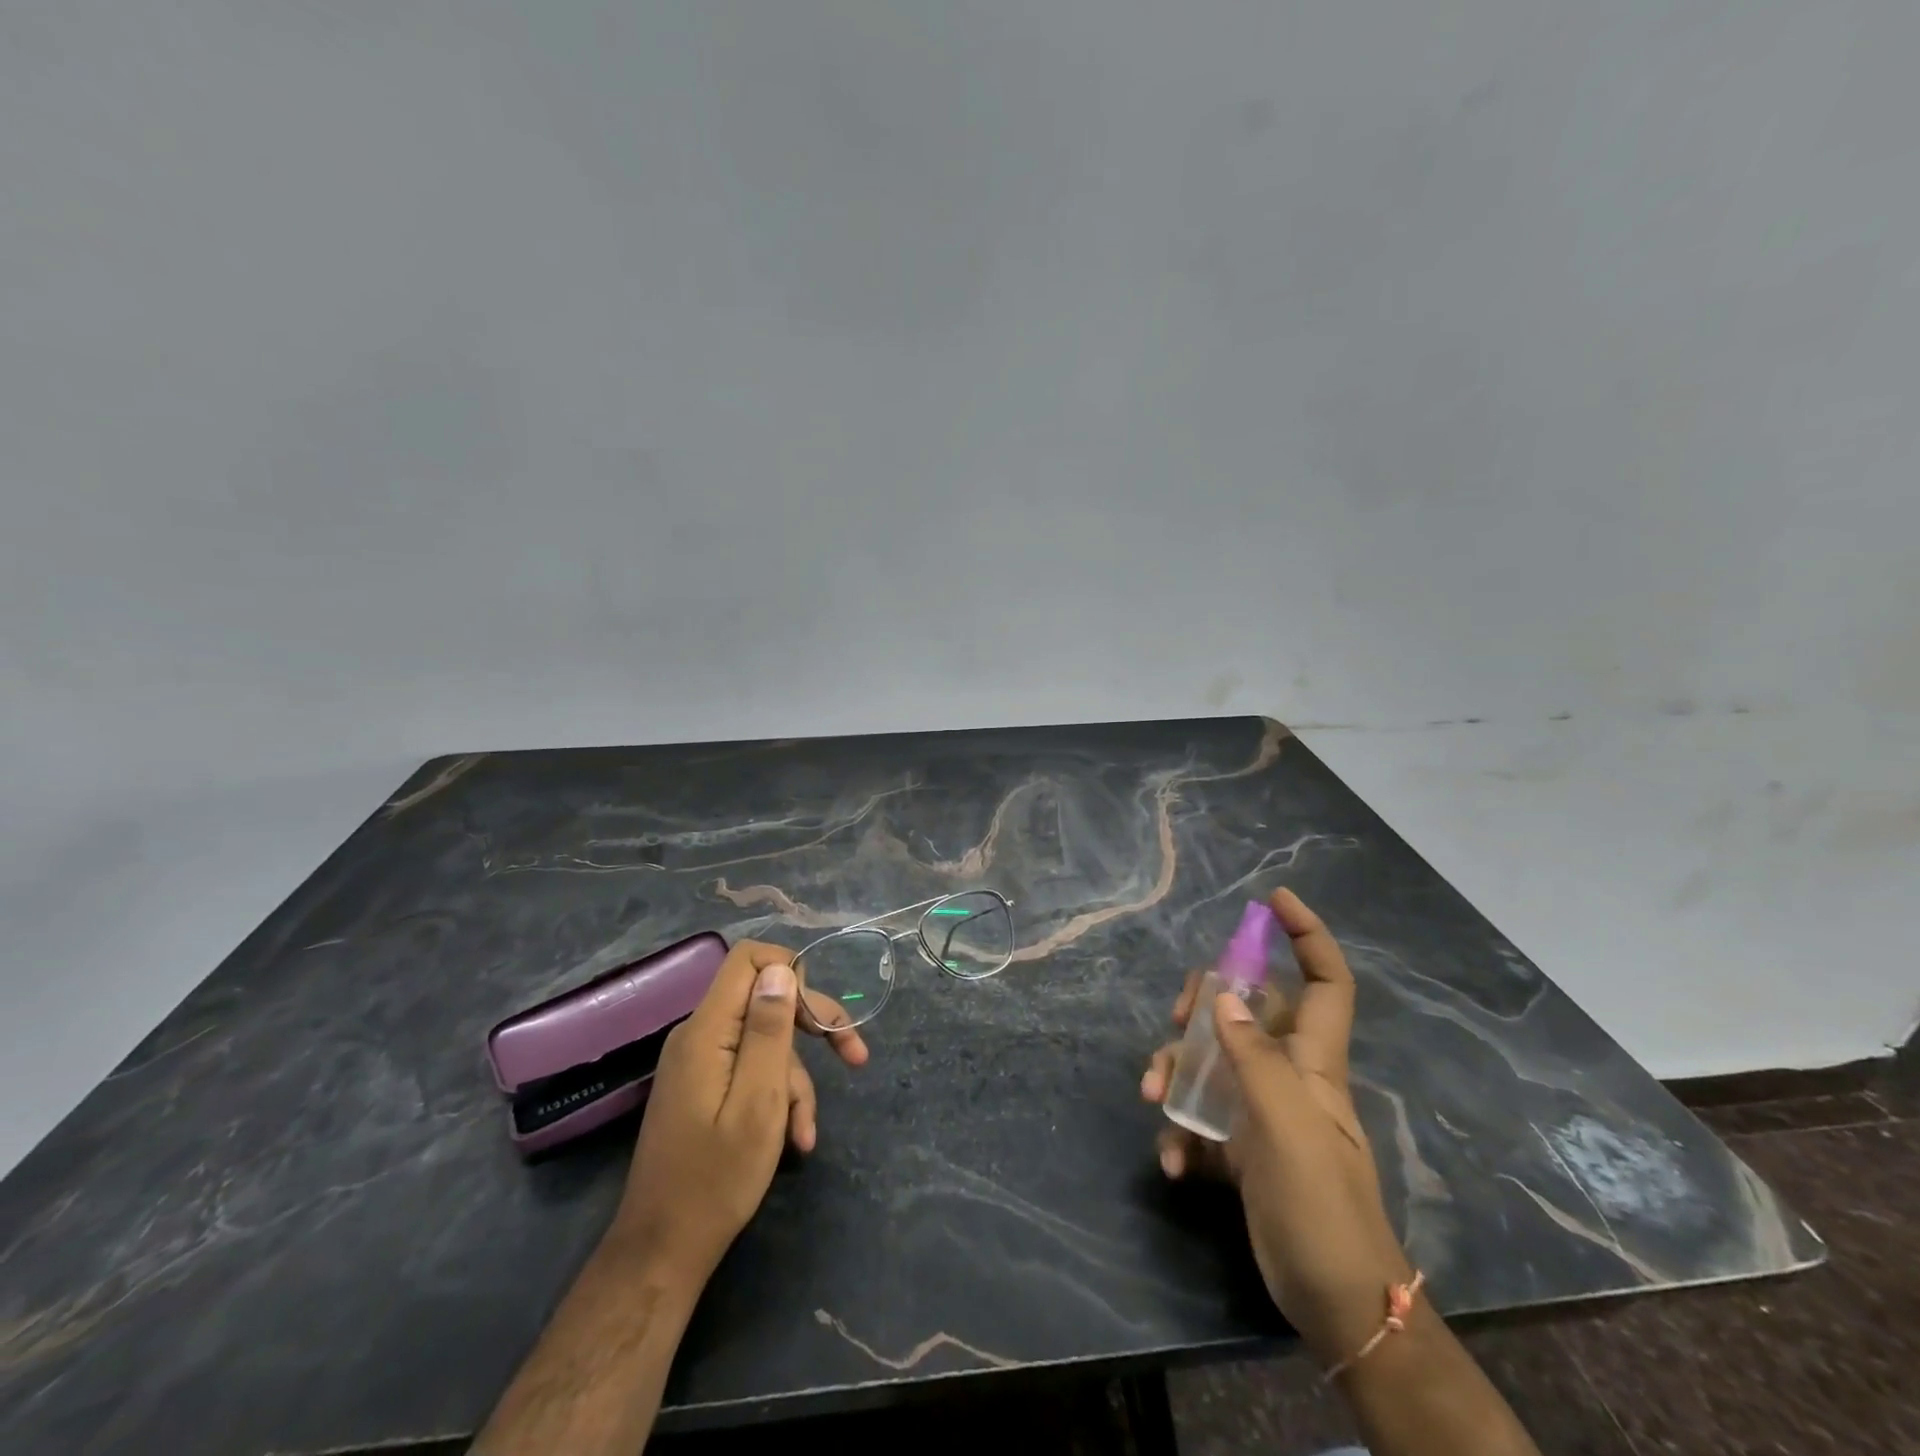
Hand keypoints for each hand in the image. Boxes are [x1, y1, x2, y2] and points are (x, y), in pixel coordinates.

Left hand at [610, 939, 868, 1282]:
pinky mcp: (705, 1087)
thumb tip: (781, 969)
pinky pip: (751, 1071)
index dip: (791, 971)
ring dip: (796, 1081)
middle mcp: (700, 1035)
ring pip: (766, 1043)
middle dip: (812, 1025)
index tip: (819, 1014)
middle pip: (765, 998)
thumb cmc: (716, 1179)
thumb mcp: (758, 1102)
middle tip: (853, 1053)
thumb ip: (769, 1031)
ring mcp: (701, 1062)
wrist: (663, 1250)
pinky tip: (795, 1138)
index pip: (748, 959)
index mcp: (707, 1031)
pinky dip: (777, 1097)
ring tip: (805, 1133)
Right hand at [1140, 889, 1412, 1366]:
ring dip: (1177, 1073)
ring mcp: (1260, 1112)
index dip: (1307, 937)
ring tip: (1154, 1098)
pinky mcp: (1239, 1150)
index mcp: (1313, 1062)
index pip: (1324, 983)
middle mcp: (1286, 1076)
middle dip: (1206, 1005)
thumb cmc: (1322, 1207)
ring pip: (1211, 1062)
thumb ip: (1253, 1059)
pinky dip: (1180, 1132)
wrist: (1335, 1304)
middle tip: (1179, 1019)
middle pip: (1246, 1011)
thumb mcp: (1287, 1128)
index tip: (1272, 901)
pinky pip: (1201, 1119)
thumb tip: (1222, 1000)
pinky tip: (1172, 1161)